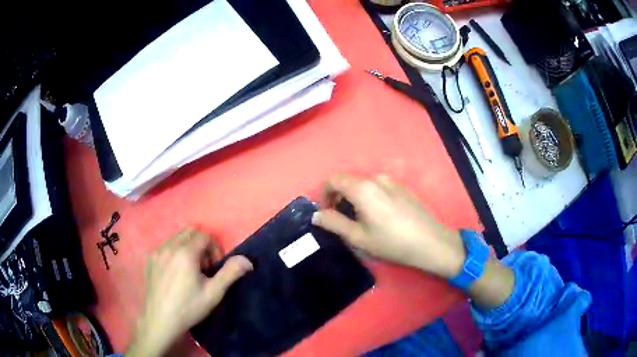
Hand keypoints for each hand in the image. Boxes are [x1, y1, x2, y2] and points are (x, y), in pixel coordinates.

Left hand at [128, 228, 252, 356]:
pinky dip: (174, 252)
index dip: (214, 248)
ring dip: (187, 247)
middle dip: (201, 244)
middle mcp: (169, 246)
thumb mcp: (214, 293)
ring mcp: (156, 252)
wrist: (160, 320)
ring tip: (190, 270)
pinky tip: (175, 273)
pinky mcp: (149, 259)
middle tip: (204, 267)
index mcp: (185, 253)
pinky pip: (165, 246)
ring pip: (176, 237)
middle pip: (189, 231)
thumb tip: (247, 260)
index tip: (214, 267)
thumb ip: (230, 273)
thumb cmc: (188, 308)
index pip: (204, 235)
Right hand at [312, 174, 464, 278]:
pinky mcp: (402, 187)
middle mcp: (376, 178)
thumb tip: (316, 215)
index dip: (324, 194)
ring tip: (360, 221)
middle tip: (341, 220)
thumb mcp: (358, 237)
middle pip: (348, 181)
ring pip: (363, 184)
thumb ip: (333, 223)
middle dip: (338, 197)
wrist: (430, 242)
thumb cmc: (391, 242)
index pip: (333, 179)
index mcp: (363, 188)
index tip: (326, 212)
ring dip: (354, 198)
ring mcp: (391, 181)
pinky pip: (377, 187)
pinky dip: (368, 197)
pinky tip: (379, 217)